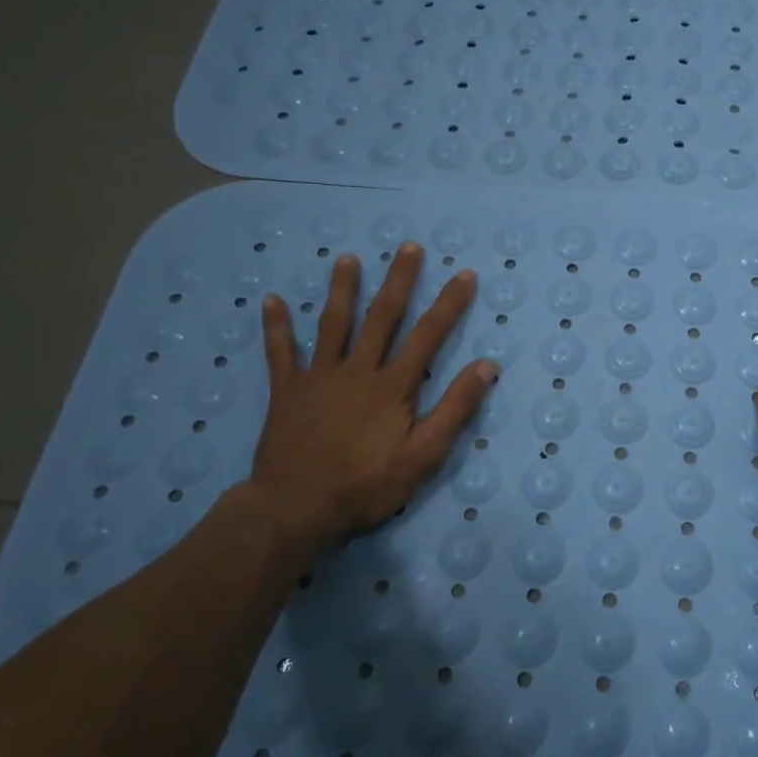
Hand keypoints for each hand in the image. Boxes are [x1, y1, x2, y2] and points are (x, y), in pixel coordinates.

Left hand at [248, 243, 495, 551]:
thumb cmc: (366, 485)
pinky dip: (276, 327)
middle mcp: (357, 370)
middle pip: (381, 317)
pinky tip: (271, 300)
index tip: (464, 274)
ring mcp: (318, 378)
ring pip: (332, 324)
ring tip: (347, 258)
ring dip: (342, 289)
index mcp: (393, 385)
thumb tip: (486, 366)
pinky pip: (280, 353)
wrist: (295, 509)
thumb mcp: (424, 455)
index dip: (449, 304)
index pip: (428, 335)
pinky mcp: (287, 392)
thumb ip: (455, 409)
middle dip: (398, 280)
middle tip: (408, 247)